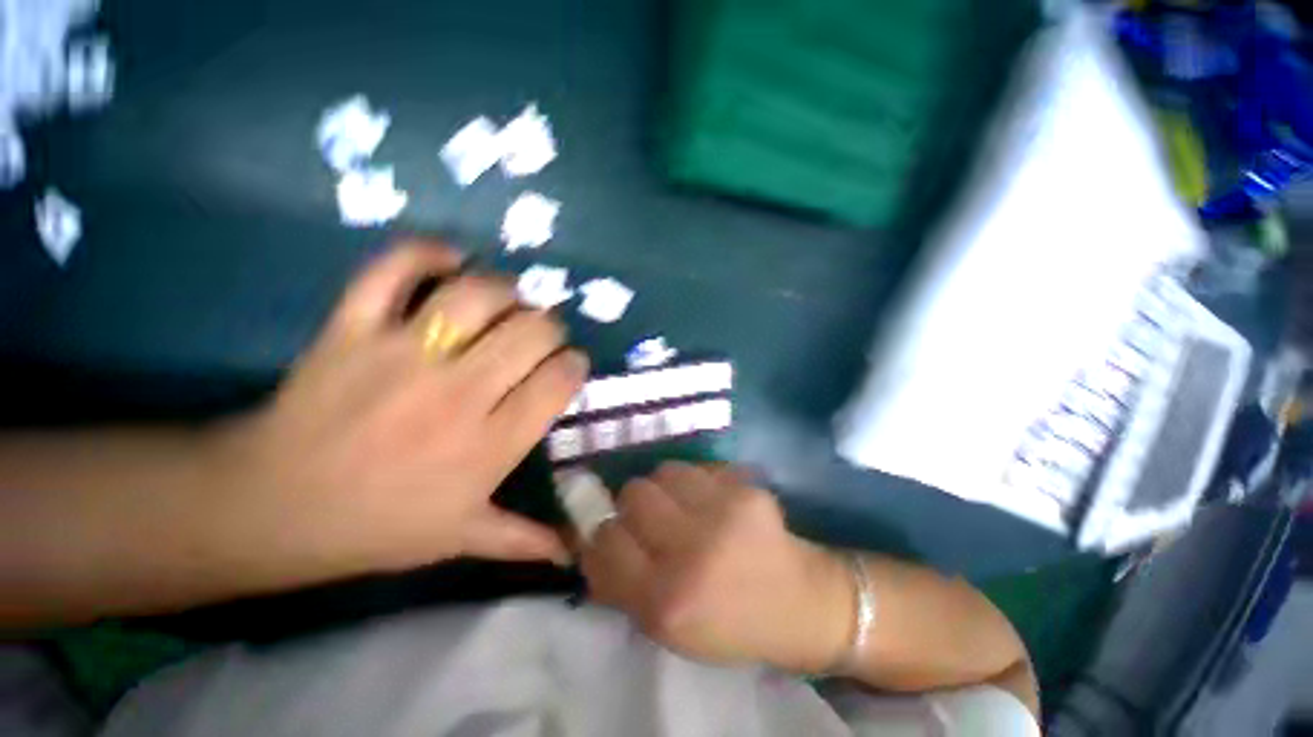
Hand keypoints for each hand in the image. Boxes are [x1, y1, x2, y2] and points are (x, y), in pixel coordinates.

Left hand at [210, 240, 585, 579]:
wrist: (270, 506)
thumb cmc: (375, 525)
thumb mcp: (458, 538)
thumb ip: (523, 541)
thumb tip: (573, 553)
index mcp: (488, 446)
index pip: (557, 383)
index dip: (574, 365)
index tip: (571, 364)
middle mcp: (457, 395)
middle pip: (531, 334)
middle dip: (550, 328)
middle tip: (541, 335)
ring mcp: (402, 356)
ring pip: (476, 297)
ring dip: (506, 291)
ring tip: (509, 301)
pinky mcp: (352, 330)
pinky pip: (393, 271)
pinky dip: (425, 254)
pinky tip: (450, 259)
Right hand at [581, 463, 853, 672]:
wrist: (799, 604)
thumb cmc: (727, 624)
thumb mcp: (665, 628)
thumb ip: (621, 584)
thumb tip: (587, 538)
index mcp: (666, 601)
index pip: (606, 542)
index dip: (603, 534)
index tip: (612, 534)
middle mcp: (692, 553)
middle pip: (633, 494)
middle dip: (632, 505)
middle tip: (649, 518)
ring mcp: (723, 513)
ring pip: (663, 471)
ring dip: (663, 488)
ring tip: (681, 506)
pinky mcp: (746, 489)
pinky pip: (697, 468)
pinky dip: (694, 482)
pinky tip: (711, 502)